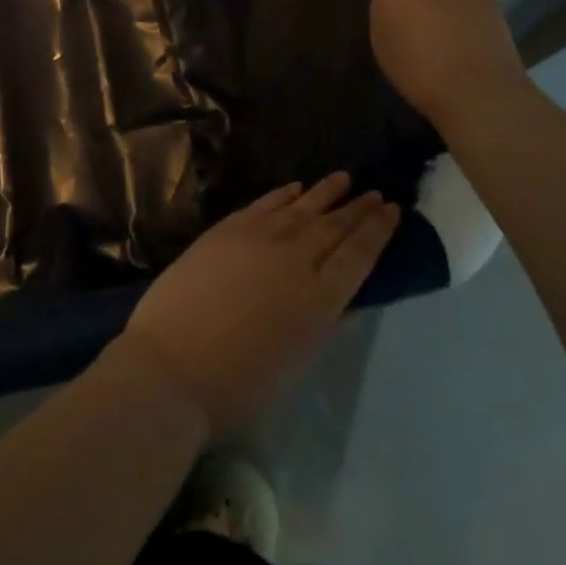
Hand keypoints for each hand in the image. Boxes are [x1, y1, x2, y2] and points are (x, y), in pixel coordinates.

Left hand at [116, 174, 398, 437]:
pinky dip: (284, 194)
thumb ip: (320, 322)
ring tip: (344, 179)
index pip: (358, 255)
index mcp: (320, 299)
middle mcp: (296, 258)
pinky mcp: (228, 228)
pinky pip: (266, 203)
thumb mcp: (296, 361)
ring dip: (325, 193)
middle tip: (376, 193)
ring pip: (302, 207)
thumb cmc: (238, 384)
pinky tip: (296, 187)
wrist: (172, 364)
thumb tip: (339, 297)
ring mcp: (259, 237)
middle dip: (358, 209)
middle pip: (334, 226)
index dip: (377, 231)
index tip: (393, 210)